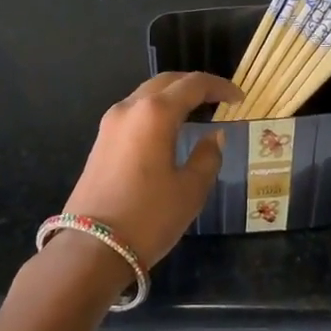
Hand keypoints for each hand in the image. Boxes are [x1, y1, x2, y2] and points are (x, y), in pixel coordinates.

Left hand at [61, 71, 241, 267]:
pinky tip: (169, 130)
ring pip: (146, 96)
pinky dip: (156, 112)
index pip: (193, 84)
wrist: (91, 248)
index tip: (239, 98)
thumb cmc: (149, 217)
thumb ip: (207, 156)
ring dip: (172, 97)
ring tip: (196, 112)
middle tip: (218, 99)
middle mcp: (129, 108)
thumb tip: (214, 137)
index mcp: (155, 112)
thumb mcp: (190, 189)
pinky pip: (134, 113)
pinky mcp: (100, 141)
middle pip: (166, 82)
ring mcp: (110, 124)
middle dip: (194, 86)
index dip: (220, 87)